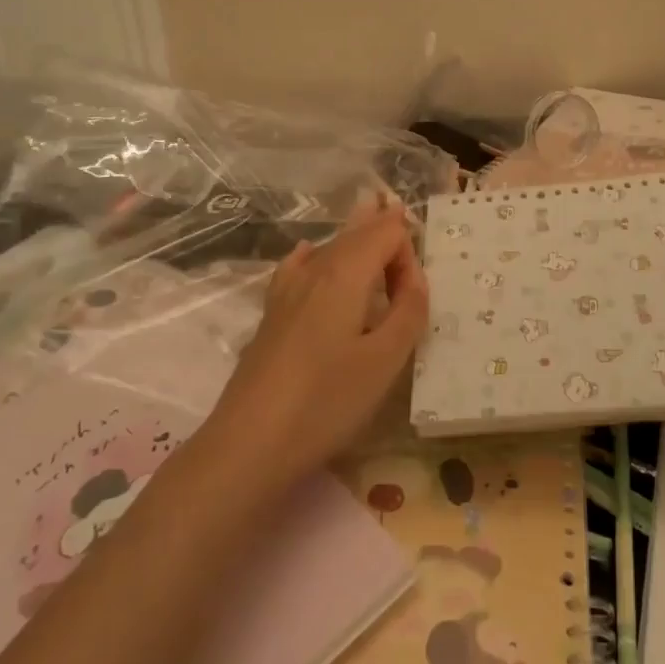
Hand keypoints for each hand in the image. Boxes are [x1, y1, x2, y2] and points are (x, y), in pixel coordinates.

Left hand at [203, 202, 427, 488]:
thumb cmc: (327, 401)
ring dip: (356, 239)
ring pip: (330, 247)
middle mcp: (316, 268)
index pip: (388, 232)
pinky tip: (310, 254)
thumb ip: (409, 310)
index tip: (413, 297)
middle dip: (383, 229)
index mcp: (348, 271)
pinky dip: (316, 254)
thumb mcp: (385, 360)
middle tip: (401, 224)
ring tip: (370, 220)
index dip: (410, 253)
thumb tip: (415, 278)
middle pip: (357, 232)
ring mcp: (288, 289)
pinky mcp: (272, 312)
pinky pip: (299, 265)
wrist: (249, 443)